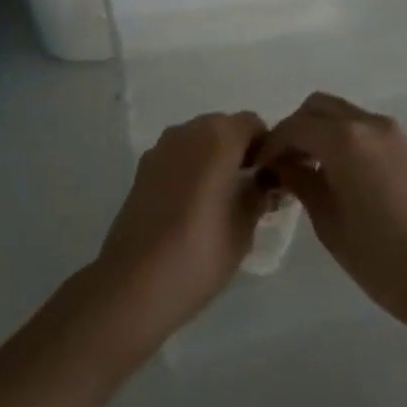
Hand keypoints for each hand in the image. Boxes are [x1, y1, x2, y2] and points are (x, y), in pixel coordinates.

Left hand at [88, 112, 271, 350]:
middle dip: (240, 151)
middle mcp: (187, 132)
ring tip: (223, 200)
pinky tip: (194, 206)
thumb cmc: (200, 252)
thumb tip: (266, 181)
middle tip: (251, 189)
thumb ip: (260, 194)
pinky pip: (178, 157)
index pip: (253, 124)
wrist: (135, 282)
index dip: (267, 147)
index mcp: (217, 137)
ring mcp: (160, 149)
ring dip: (215, 159)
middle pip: (224, 128)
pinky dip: (192, 169)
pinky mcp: (142, 169)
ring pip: (199, 141)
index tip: (272, 179)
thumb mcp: (245, 226)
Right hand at [260, 92, 406, 329]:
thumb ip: (300, 181)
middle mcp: (368, 123)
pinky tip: (339, 172)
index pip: (295, 126)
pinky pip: (365, 128)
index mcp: (345, 139)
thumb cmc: (377, 255)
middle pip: (319, 107)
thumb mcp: (327, 219)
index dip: (272, 144)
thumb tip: (280, 164)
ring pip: (343, 113)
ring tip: (309, 167)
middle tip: (283, 162)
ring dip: (321, 130)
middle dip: (296, 128)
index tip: (259, 166)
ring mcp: (392, 132)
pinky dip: (344, 138)